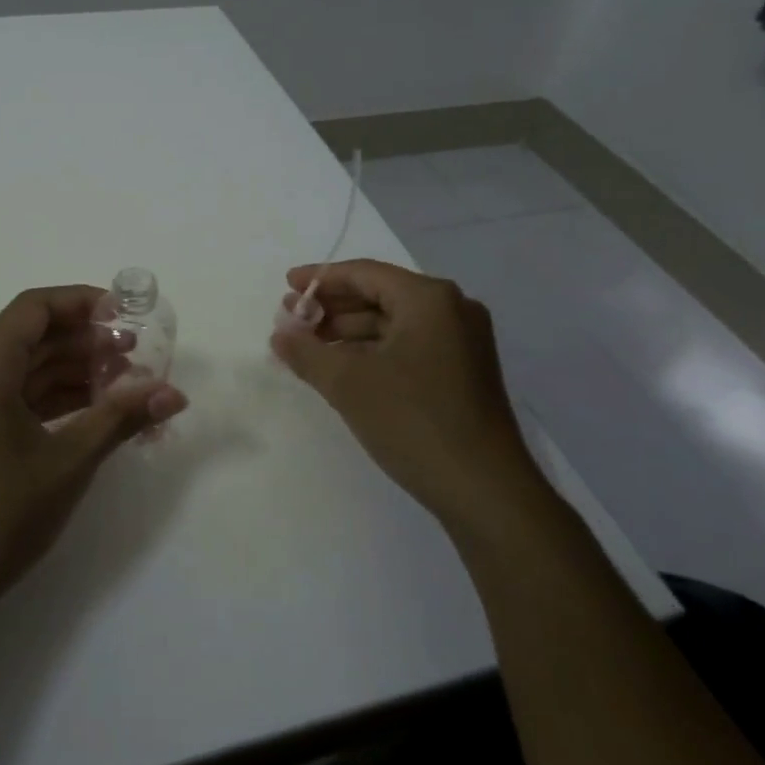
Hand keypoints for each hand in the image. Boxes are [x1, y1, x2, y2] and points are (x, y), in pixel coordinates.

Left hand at [0, 285, 187, 630]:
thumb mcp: (67, 463)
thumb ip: (120, 419)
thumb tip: (174, 394)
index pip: (34, 308)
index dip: (81, 302)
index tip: (125, 314)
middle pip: (31, 337)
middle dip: (85, 341)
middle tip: (137, 356)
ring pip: (23, 370)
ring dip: (71, 372)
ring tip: (124, 385)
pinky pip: (11, 398)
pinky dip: (50, 399)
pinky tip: (91, 413)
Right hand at [272, 260, 550, 531]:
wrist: (484, 491)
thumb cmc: (413, 421)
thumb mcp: (347, 382)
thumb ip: (306, 352)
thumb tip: (280, 335)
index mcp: (429, 299)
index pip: (364, 274)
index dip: (321, 278)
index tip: (288, 287)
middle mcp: (452, 310)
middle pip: (380, 295)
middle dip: (333, 307)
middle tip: (292, 320)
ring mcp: (462, 343)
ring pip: (393, 323)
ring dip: (349, 331)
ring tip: (309, 347)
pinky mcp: (463, 372)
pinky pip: (408, 345)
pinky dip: (372, 351)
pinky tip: (343, 367)